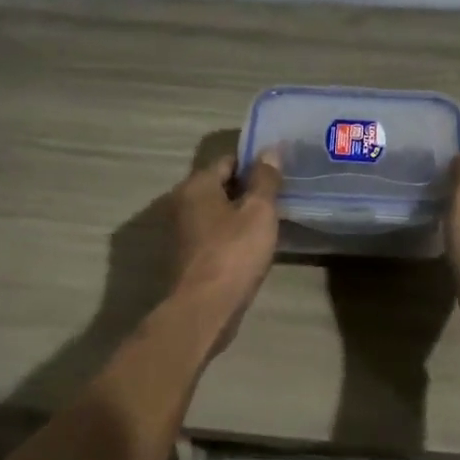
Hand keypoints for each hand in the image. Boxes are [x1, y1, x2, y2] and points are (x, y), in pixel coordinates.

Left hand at [168, 153, 282, 351]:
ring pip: (216, 212)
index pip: (228, 160)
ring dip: (239, 214)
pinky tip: (252, 245)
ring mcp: (181, 232)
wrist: (204, 309)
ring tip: (270, 221)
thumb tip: (270, 150)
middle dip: (247, 189)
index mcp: (196, 185)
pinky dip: (231, 235)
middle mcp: (182, 203)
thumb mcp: (258, 212)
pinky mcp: (186, 257)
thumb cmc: (233, 253)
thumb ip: (265, 179)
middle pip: (220, 186)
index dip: (254, 163)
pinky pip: (213, 235)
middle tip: (278, 196)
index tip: (278, 172)